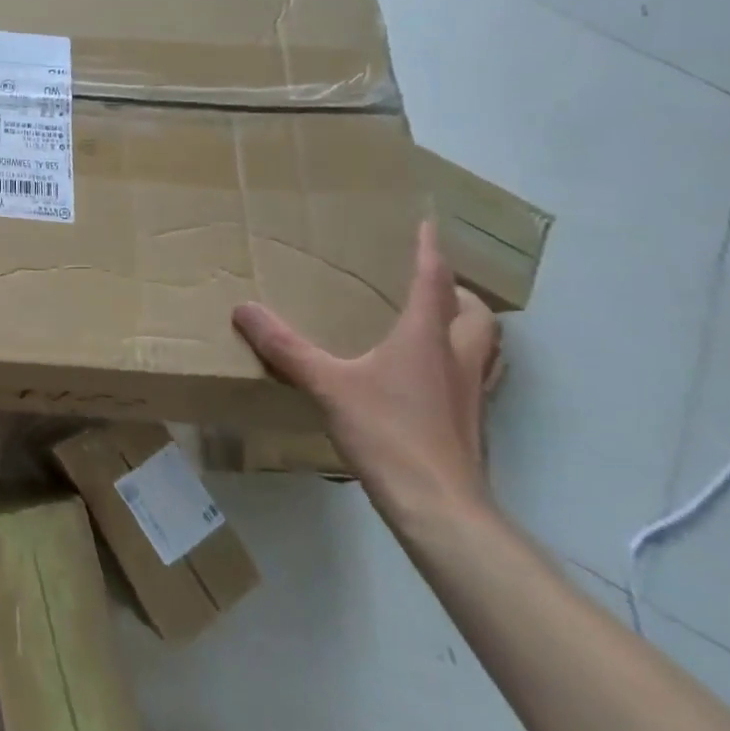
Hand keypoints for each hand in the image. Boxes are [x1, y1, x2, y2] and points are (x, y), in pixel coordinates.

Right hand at [232, 221, 500, 518]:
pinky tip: (430, 380)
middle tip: (433, 285)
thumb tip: (243, 309)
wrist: (439, 505)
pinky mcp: (471, 424)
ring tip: (439, 325)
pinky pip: (474, 378)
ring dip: (469, 328)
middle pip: (477, 315)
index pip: (434, 282)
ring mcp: (471, 394)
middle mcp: (459, 359)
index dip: (431, 251)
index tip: (430, 225)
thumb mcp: (326, 384)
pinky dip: (460, 364)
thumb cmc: (388, 432)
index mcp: (427, 338)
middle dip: (460, 294)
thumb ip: (285, 346)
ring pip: (486, 347)